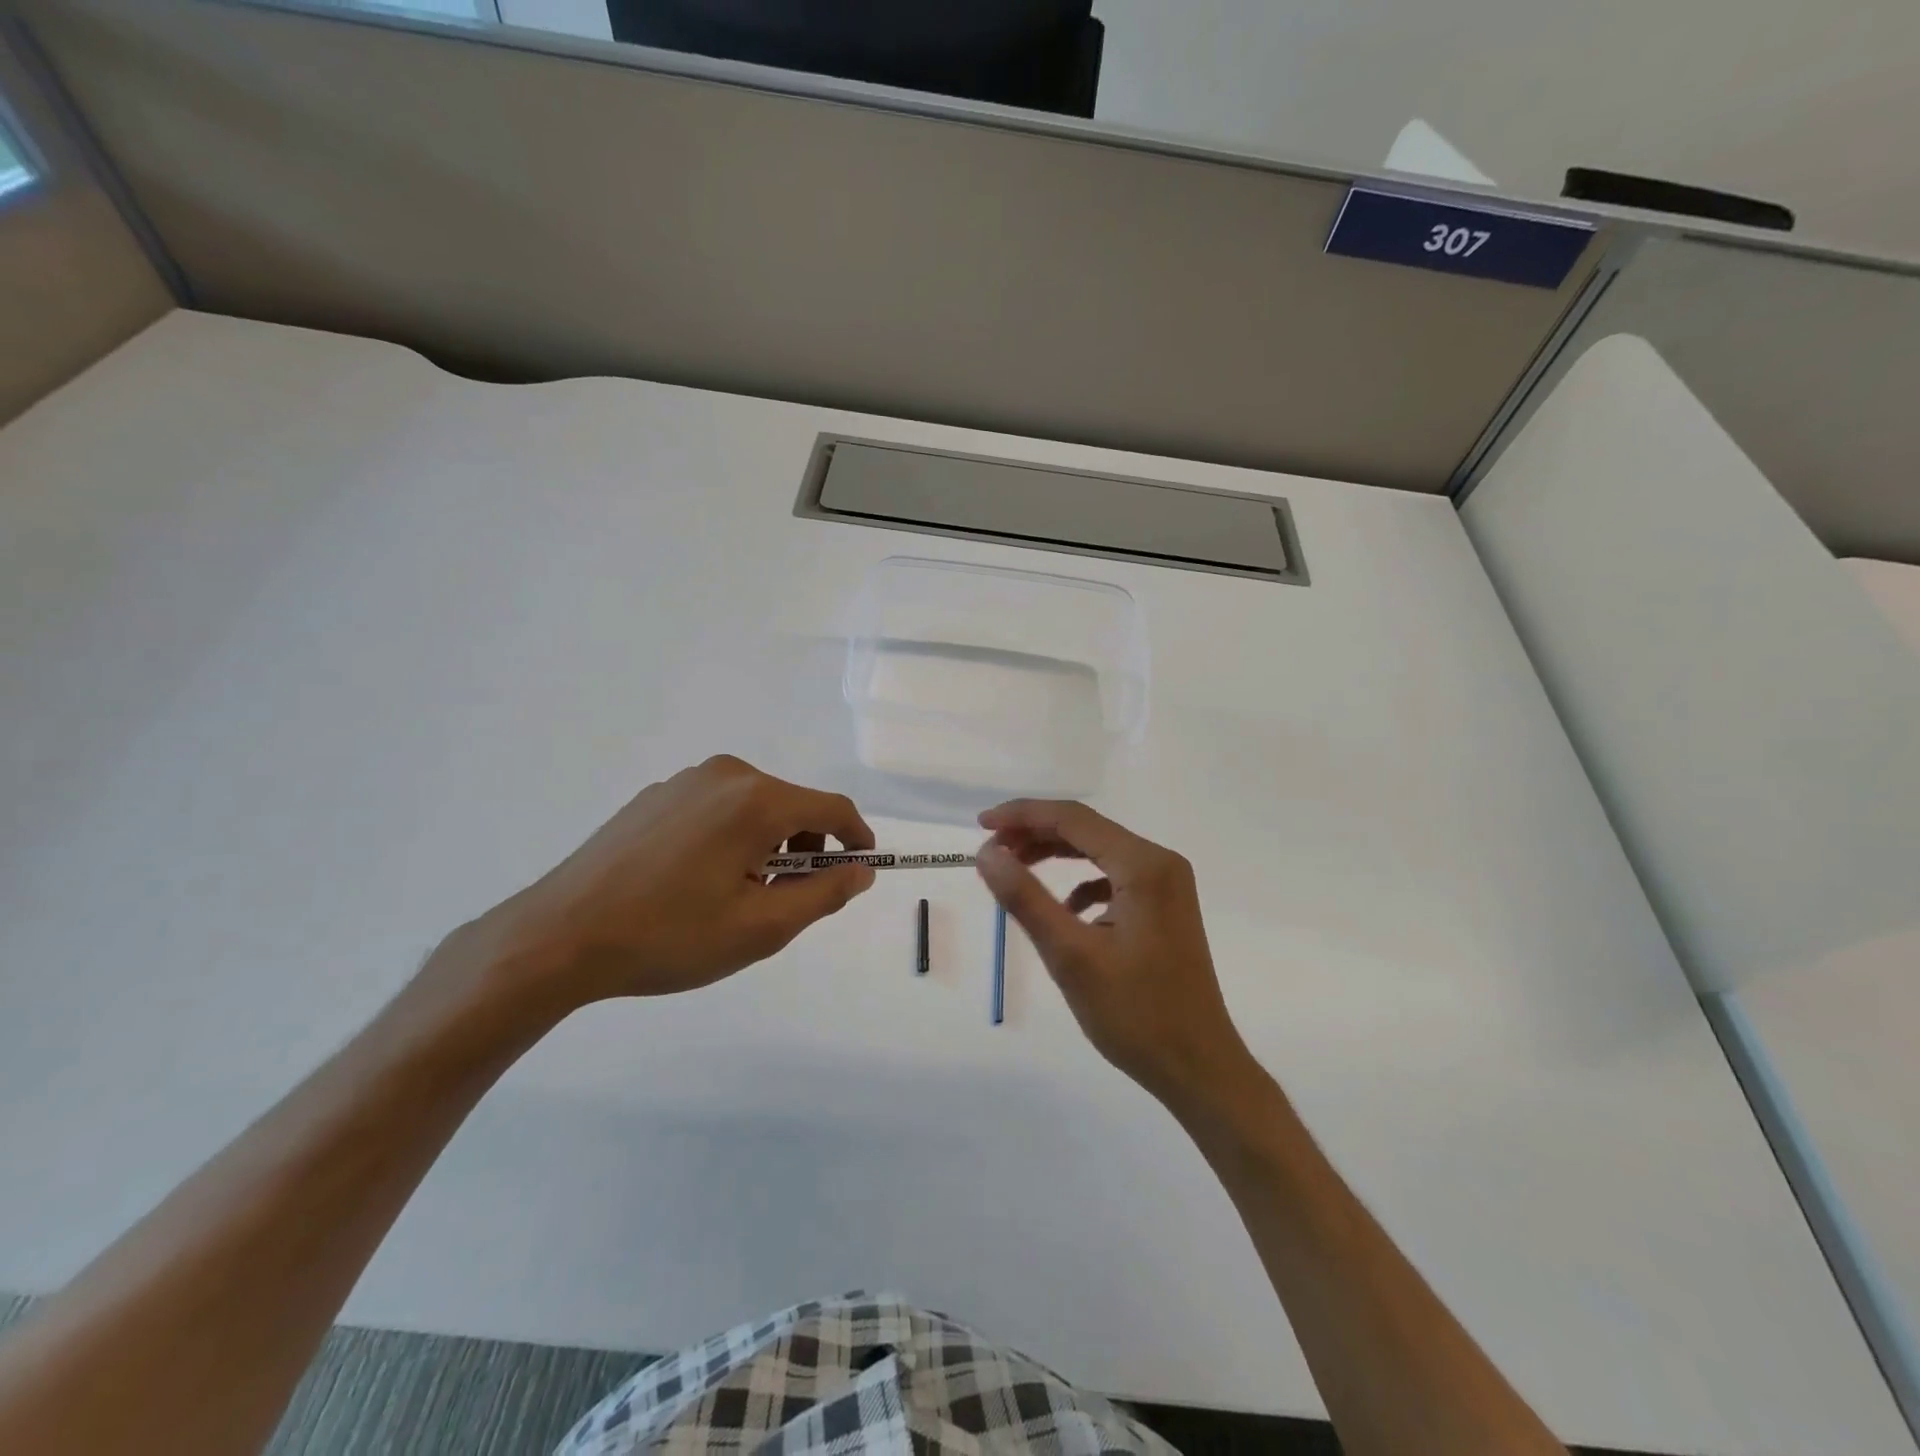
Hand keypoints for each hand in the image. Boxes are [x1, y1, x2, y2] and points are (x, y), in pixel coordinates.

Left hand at [455, 756, 876, 1011]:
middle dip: (805, 849)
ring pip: (754, 808)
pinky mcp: (655, 796)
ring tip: (738, 895)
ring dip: (767, 845)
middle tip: (786, 900)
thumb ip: (823, 894)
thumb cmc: (670, 935)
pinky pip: (716, 810)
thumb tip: (861, 871)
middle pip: (792, 805)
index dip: (856, 837)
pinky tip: (696, 882)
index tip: (861, 868)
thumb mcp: (761, 927)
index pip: (832, 807)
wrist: (559, 936)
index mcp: (757, 800)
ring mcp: (684, 782)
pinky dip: (730, 838)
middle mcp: (725, 775)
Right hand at [975, 800, 1252, 1108]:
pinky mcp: (1164, 908)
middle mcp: (1160, 863)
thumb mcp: (1070, 955)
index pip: (1072, 818)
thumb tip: (986, 853)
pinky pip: (1114, 877)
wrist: (1198, 1068)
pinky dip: (1081, 881)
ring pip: (1099, 851)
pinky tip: (1064, 909)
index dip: (1022, 815)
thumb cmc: (1135, 1013)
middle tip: (991, 850)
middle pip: (1087, 829)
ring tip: (1015, 869)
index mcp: (1143, 865)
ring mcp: (1167, 885)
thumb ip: (1025, 898)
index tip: (980, 825)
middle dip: (1035, 833)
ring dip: (1055, 854)